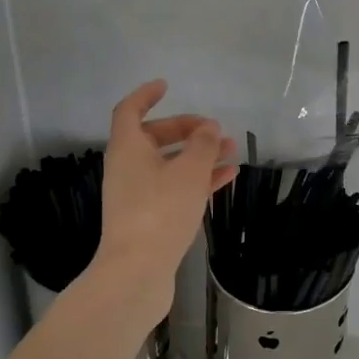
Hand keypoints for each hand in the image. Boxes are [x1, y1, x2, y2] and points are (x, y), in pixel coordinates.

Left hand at [93, 81, 237, 322]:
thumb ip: (202, 145)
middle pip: (153, 137)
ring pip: (168, 164)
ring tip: (231, 152)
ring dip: (197, 156)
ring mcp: (136, 195)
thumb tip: (209, 128)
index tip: (167, 85)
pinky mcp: (148, 218)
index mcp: (127, 149)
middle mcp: (127, 168)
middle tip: (214, 130)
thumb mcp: (188, 172)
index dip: (146, 95)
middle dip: (186, 130)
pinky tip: (226, 179)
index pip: (130, 110)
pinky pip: (174, 188)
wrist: (136, 273)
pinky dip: (196, 180)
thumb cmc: (160, 212)